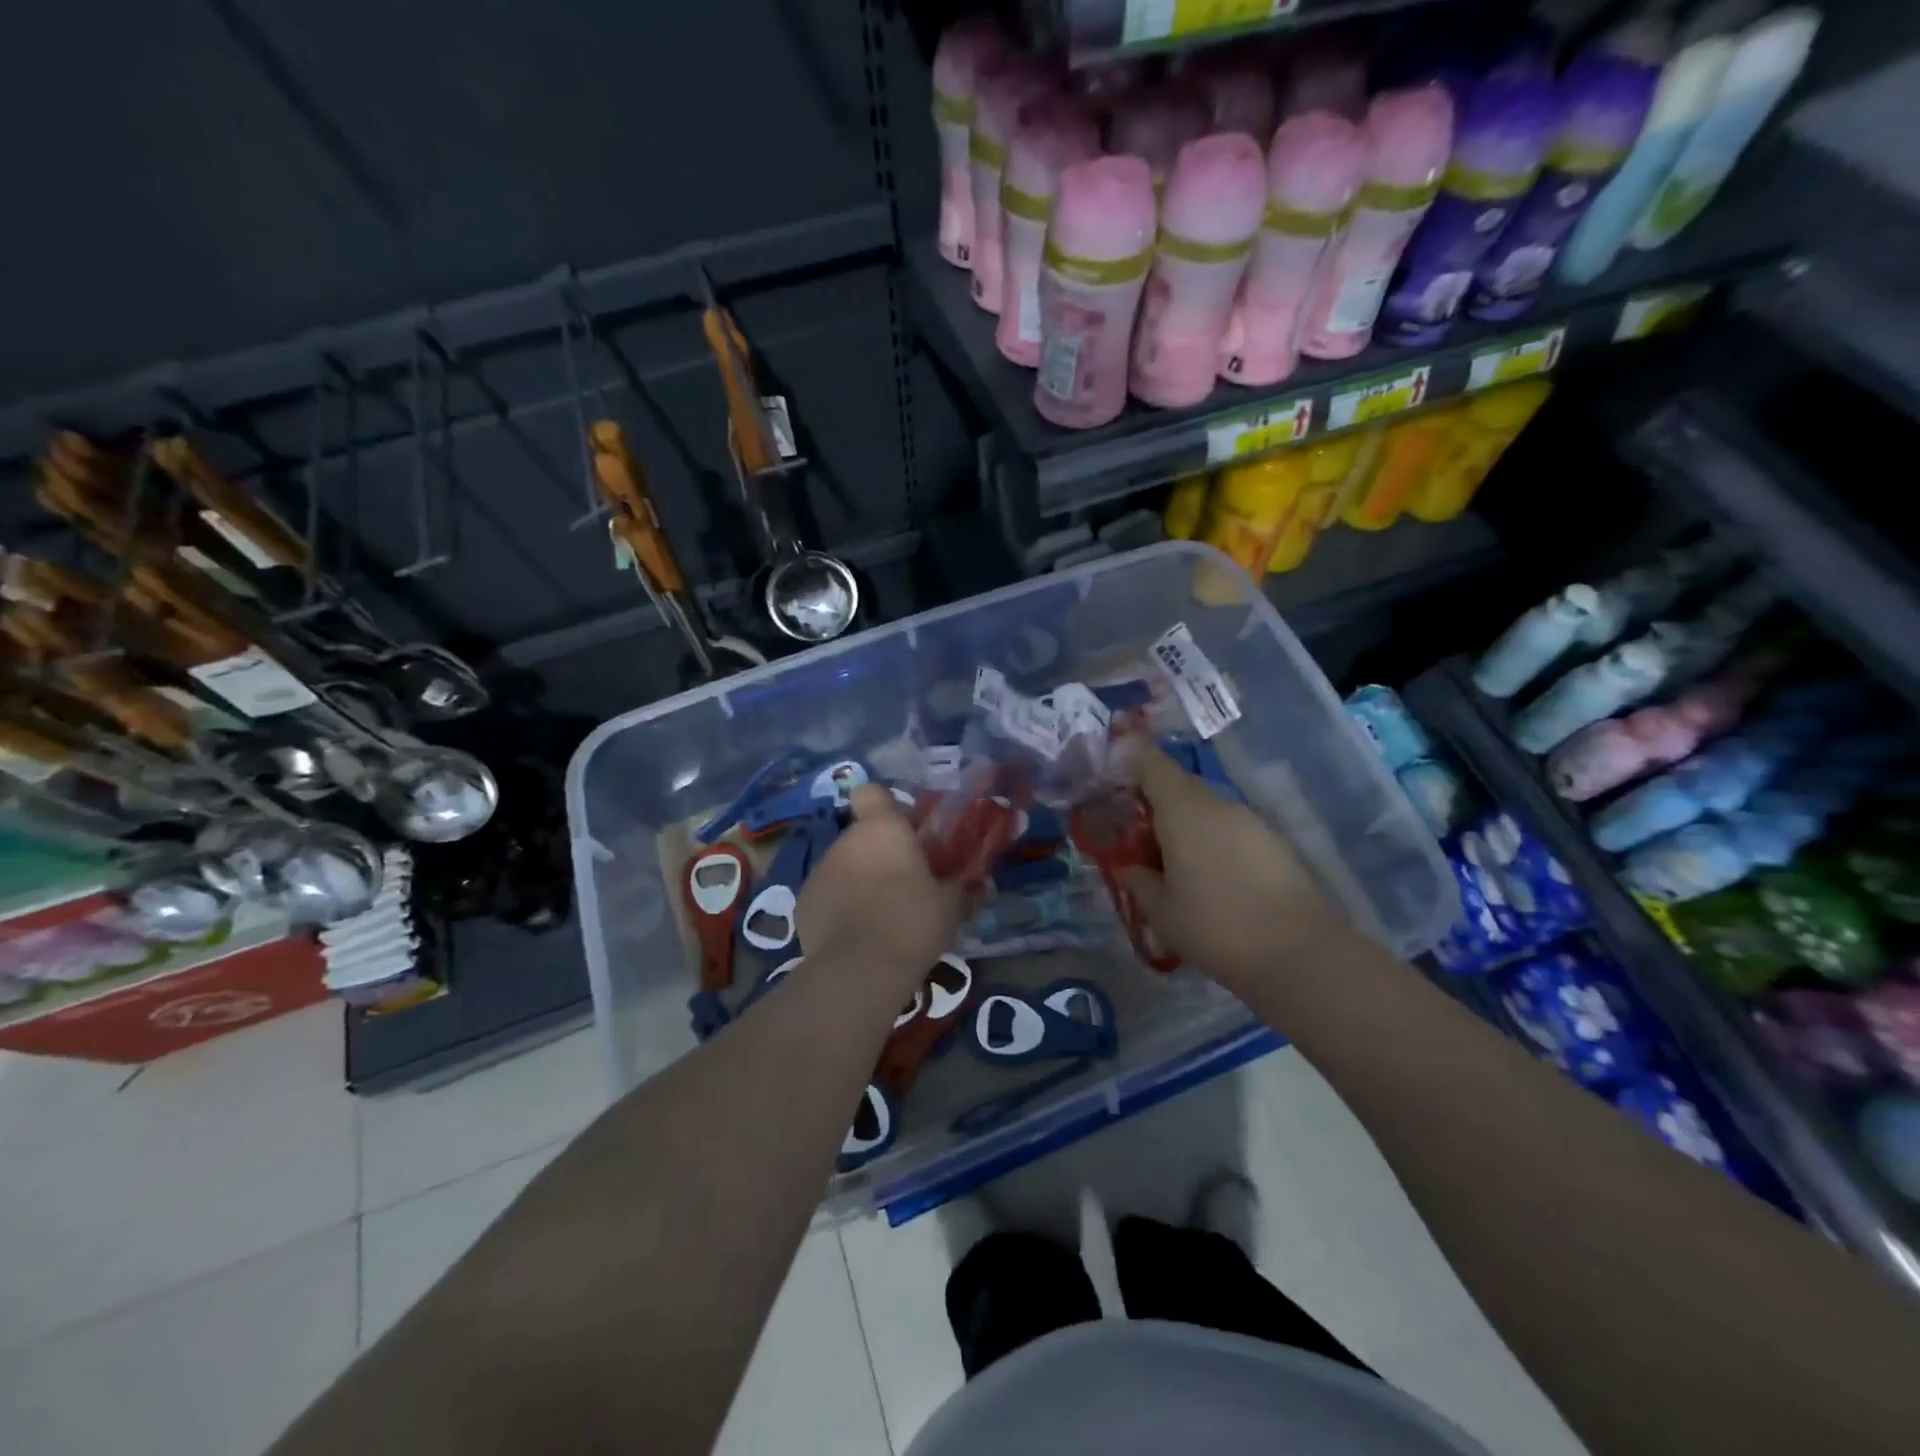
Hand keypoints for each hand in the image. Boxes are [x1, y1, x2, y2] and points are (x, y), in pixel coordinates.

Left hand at [797, 784, 965, 984]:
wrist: (860, 969)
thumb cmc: (912, 922)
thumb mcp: (950, 907)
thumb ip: (963, 888)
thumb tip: (982, 884)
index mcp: (882, 829)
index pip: (871, 793)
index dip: (884, 808)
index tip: (902, 831)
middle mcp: (845, 841)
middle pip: (861, 837)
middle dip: (879, 855)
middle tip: (903, 885)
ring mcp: (820, 871)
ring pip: (843, 866)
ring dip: (859, 881)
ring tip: (879, 916)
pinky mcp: (803, 903)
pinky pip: (827, 895)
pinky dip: (839, 908)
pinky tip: (856, 936)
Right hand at [1121, 745, 1348, 993]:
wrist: (1300, 953)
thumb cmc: (1215, 926)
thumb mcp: (1161, 912)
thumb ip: (1138, 881)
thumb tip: (1128, 867)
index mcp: (1183, 809)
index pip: (1152, 763)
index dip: (1131, 764)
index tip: (1114, 783)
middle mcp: (1218, 803)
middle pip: (1180, 785)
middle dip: (1156, 804)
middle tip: (1139, 840)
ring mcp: (1251, 821)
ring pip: (1207, 808)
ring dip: (1186, 826)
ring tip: (1174, 867)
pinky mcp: (1274, 842)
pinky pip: (1231, 829)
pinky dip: (1213, 842)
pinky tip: (1211, 880)